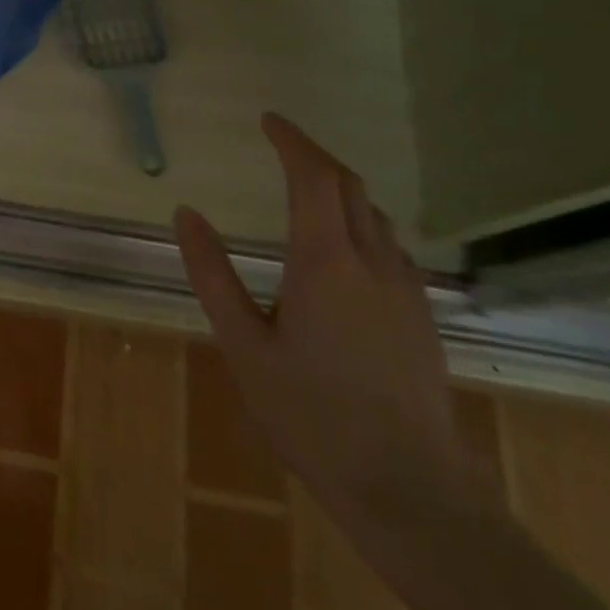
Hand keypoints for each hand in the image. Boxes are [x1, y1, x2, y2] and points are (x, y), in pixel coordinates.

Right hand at [175, 113, 484, 531]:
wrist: (408, 489)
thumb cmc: (310, 414)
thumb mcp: (242, 343)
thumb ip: (211, 273)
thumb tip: (186, 213)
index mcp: (325, 262)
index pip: (313, 177)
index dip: (291, 140)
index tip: (267, 120)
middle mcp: (373, 263)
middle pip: (350, 186)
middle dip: (315, 155)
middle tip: (281, 143)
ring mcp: (406, 290)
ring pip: (375, 216)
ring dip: (340, 189)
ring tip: (305, 189)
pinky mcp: (422, 317)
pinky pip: (391, 247)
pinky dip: (360, 223)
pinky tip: (342, 249)